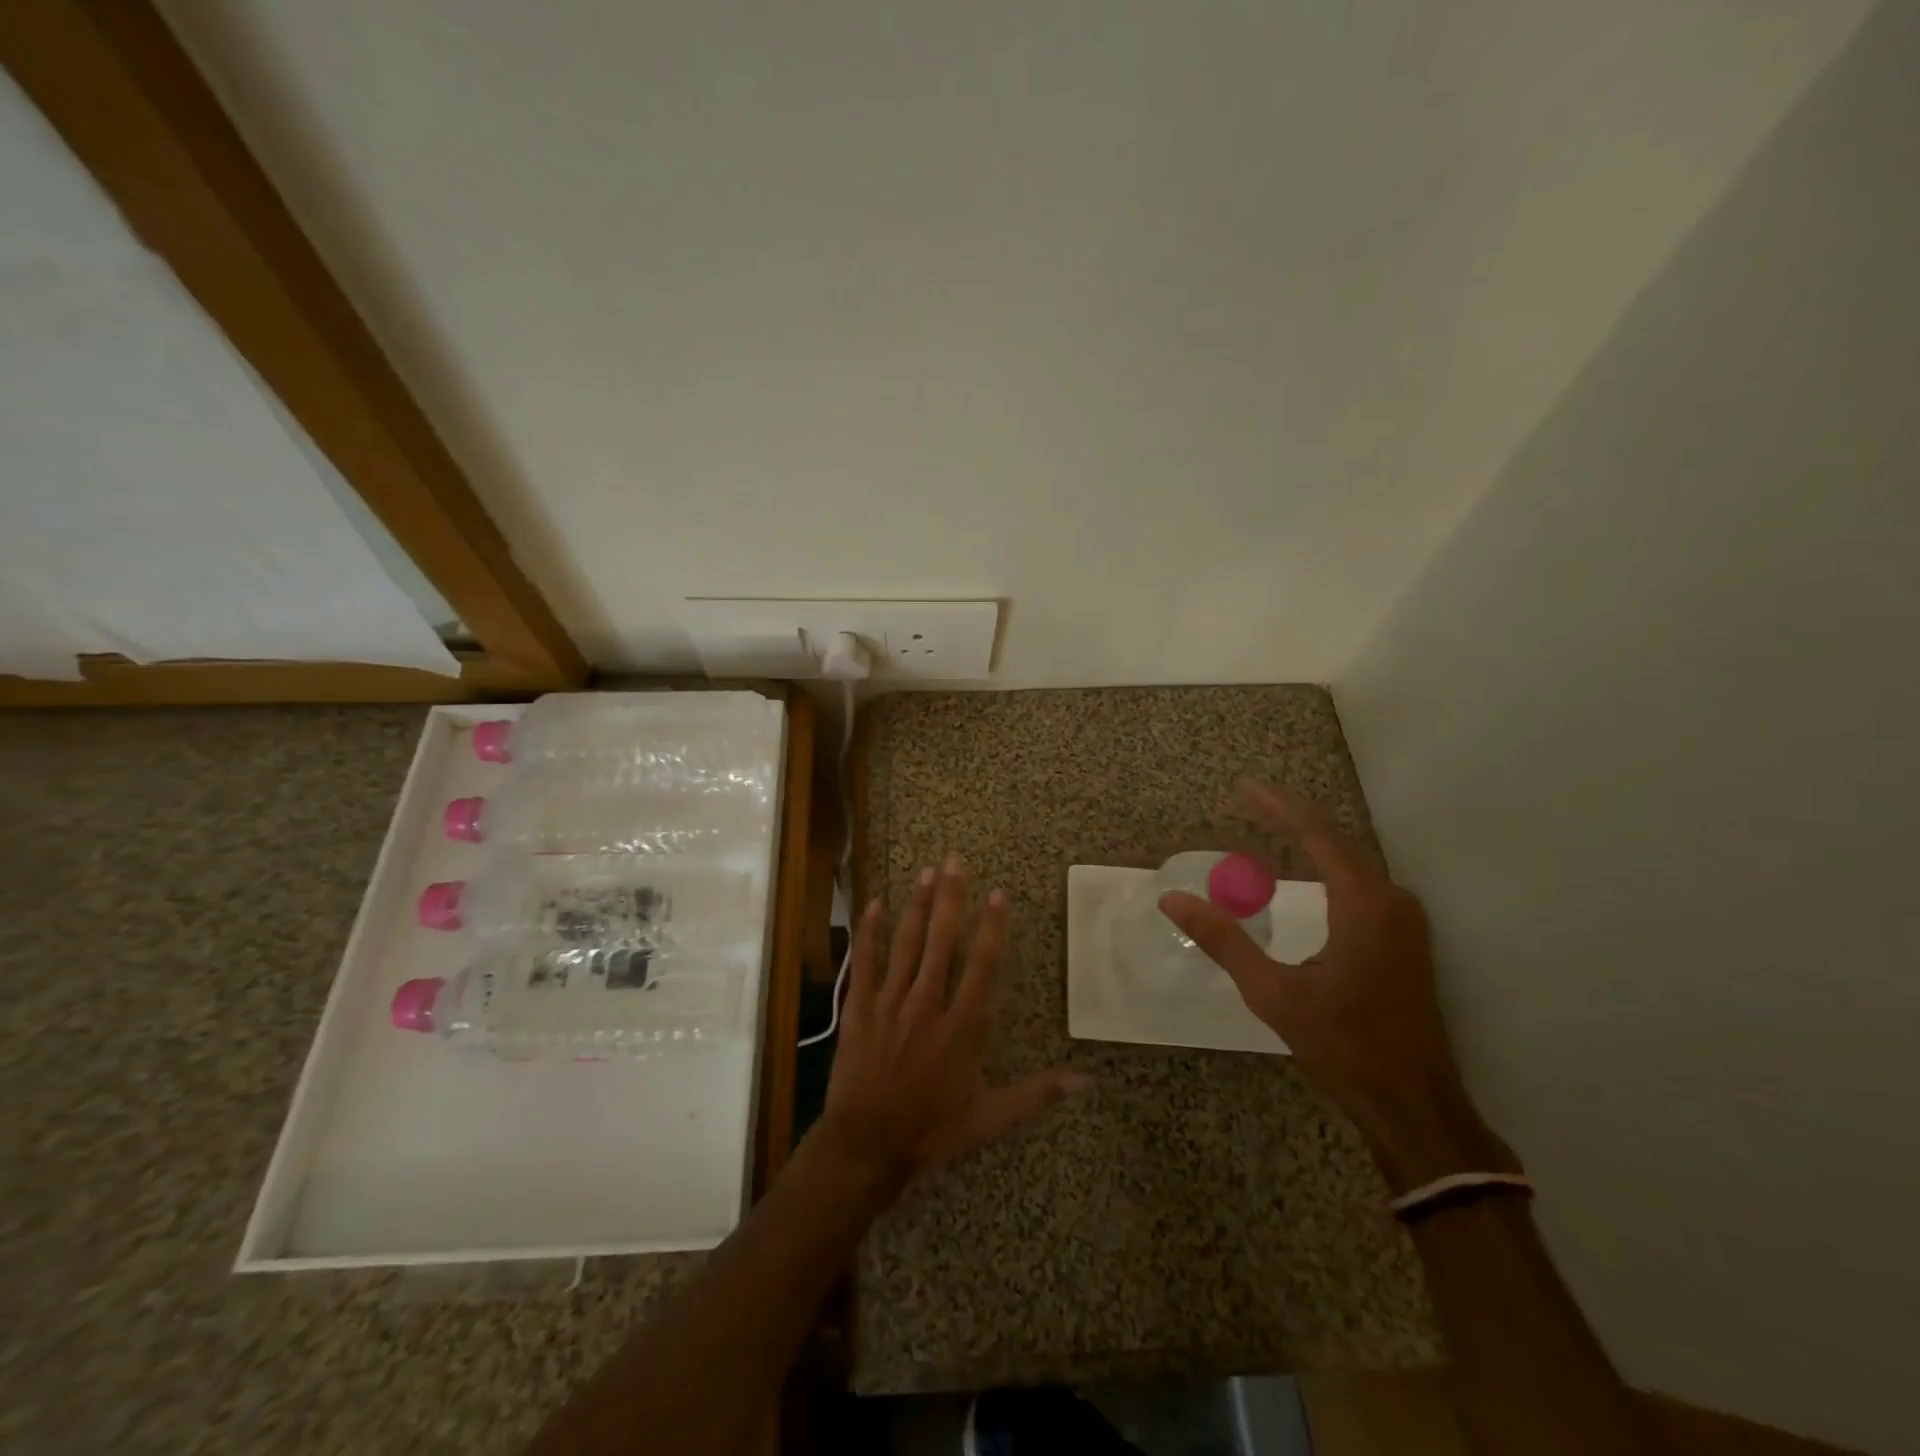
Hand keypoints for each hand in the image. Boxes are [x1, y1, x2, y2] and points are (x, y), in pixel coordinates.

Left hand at [819, 856, 1086, 1181]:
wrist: (867, 1146)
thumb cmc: (931, 1130)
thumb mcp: (990, 1118)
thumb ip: (1037, 1094)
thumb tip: (1087, 1081)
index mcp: (962, 1026)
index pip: (982, 965)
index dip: (991, 927)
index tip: (997, 893)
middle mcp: (928, 1003)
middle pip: (942, 941)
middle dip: (951, 898)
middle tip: (955, 861)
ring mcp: (890, 1002)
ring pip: (906, 943)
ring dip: (917, 905)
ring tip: (926, 872)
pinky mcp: (860, 1008)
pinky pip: (865, 962)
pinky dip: (869, 932)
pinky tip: (875, 903)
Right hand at [1159, 784, 1512, 1190]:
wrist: (1413, 1103)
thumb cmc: (1344, 1046)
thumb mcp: (1274, 993)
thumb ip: (1224, 941)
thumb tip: (1173, 900)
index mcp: (1364, 904)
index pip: (1317, 834)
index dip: (1278, 806)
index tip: (1243, 788)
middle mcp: (1392, 900)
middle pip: (1336, 840)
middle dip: (1290, 817)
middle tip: (1247, 801)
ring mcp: (1404, 919)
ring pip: (1351, 861)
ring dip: (1310, 840)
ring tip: (1268, 825)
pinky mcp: (1405, 938)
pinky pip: (1361, 883)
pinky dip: (1327, 865)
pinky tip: (1304, 871)